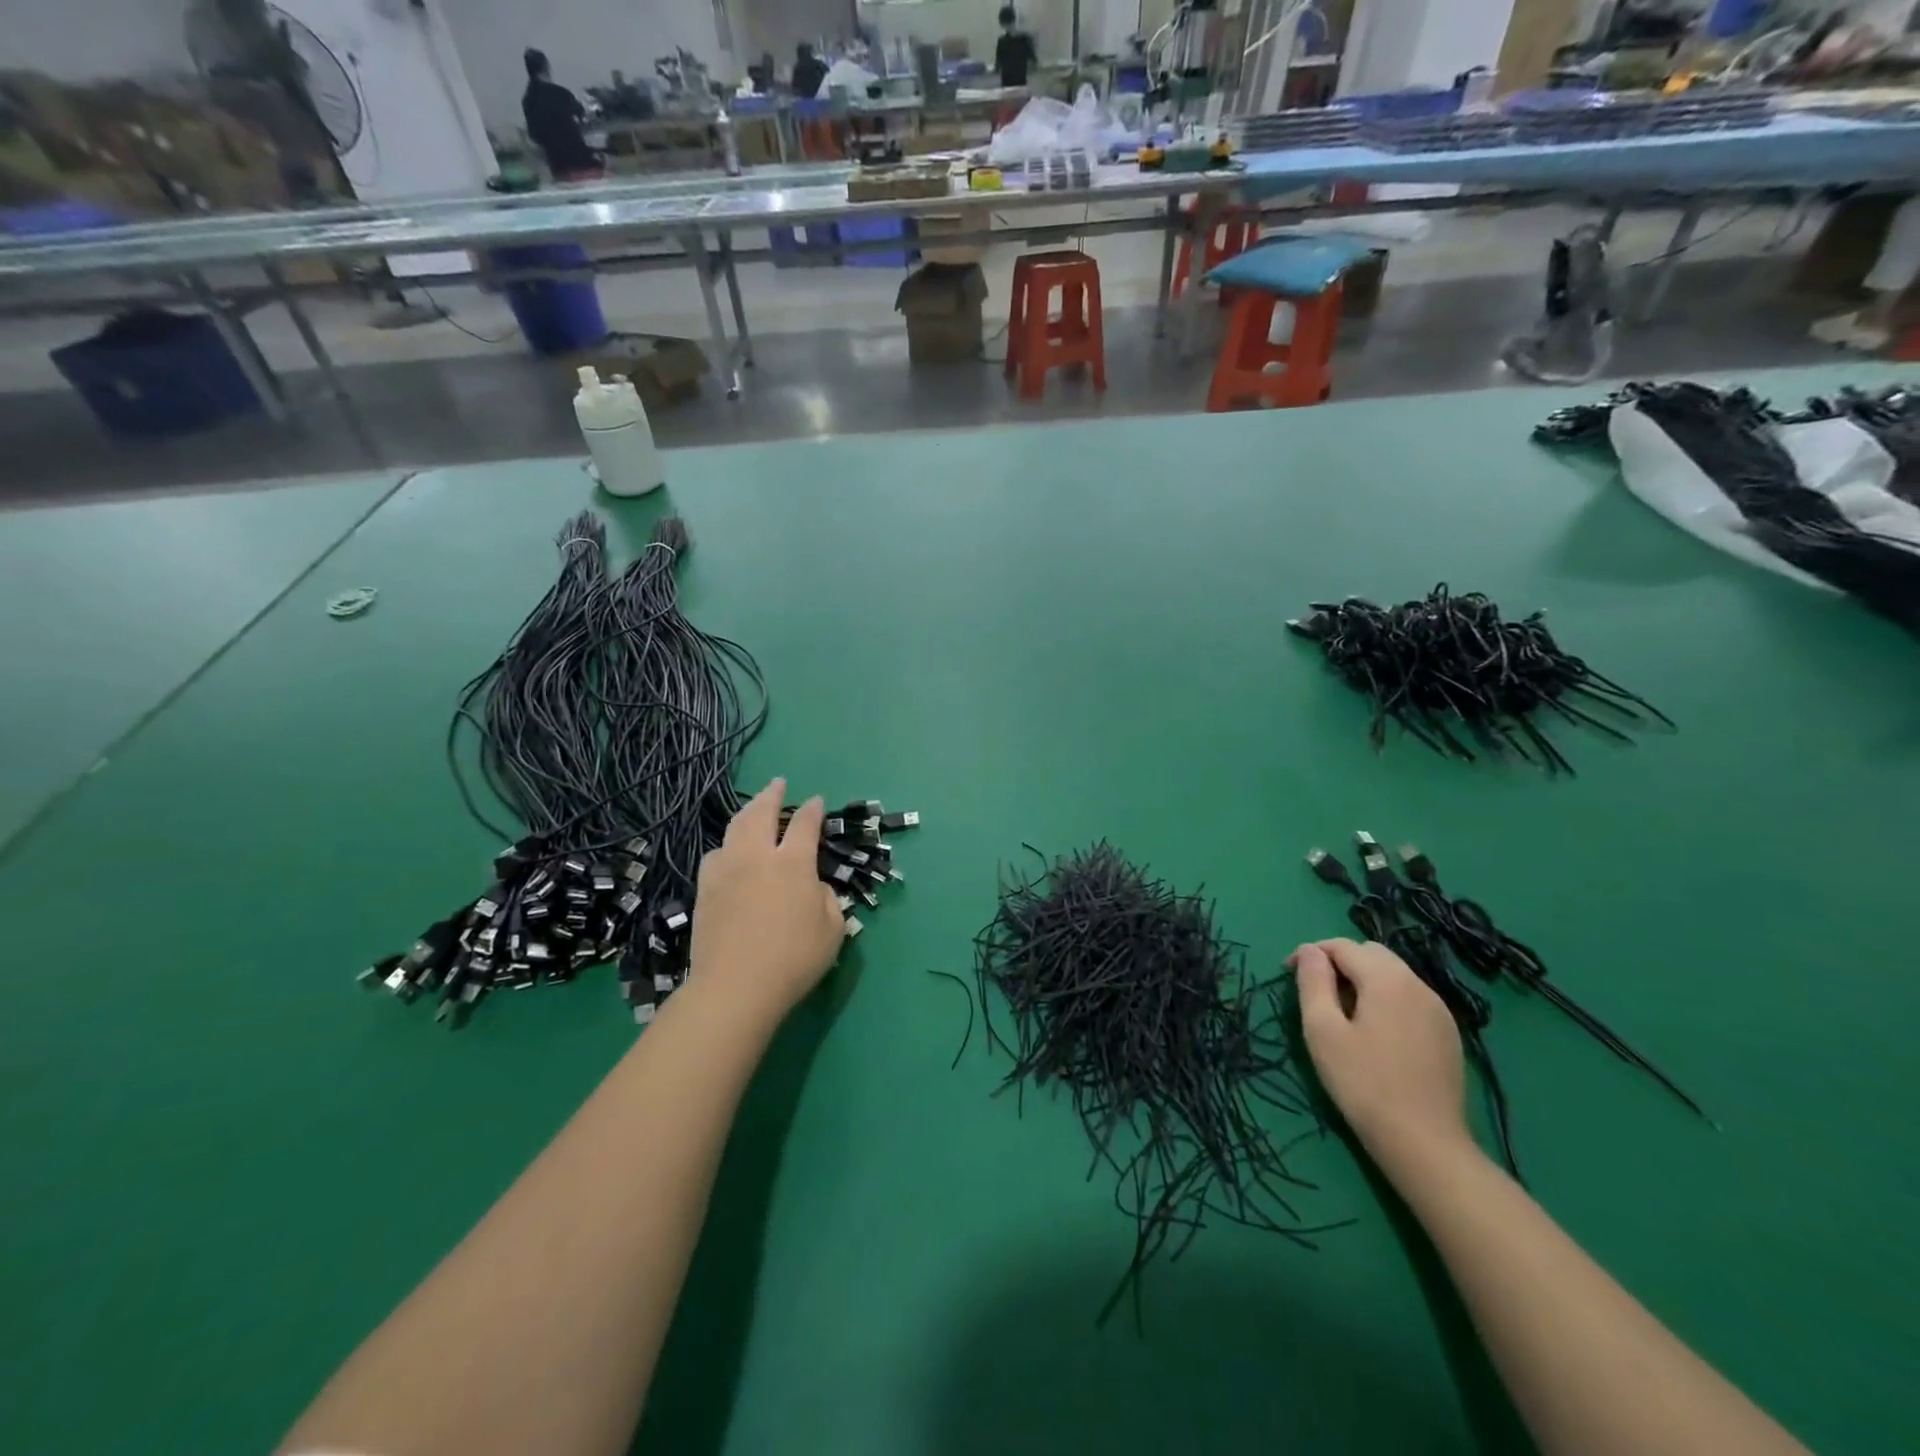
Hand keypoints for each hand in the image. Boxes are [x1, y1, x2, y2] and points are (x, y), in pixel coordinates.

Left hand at [687, 779, 846, 1025]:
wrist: (734, 987)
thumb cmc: (793, 960)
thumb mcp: (832, 931)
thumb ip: (828, 901)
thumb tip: (815, 888)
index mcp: (793, 864)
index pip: (804, 824)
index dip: (812, 810)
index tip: (816, 801)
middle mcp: (758, 857)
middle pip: (761, 813)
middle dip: (771, 794)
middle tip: (777, 784)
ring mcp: (727, 871)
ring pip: (734, 829)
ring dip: (747, 814)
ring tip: (752, 811)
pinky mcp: (705, 890)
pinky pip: (715, 855)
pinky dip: (727, 845)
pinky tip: (729, 852)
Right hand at [1291, 938, 1470, 1165]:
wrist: (1424, 1143)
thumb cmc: (1362, 1083)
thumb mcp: (1322, 1030)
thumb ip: (1313, 982)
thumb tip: (1309, 951)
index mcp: (1386, 979)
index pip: (1342, 946)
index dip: (1310, 954)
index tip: (1288, 974)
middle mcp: (1417, 984)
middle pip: (1371, 953)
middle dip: (1339, 961)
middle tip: (1316, 991)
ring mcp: (1438, 1009)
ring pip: (1394, 974)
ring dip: (1364, 979)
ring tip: (1343, 1011)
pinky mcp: (1448, 1033)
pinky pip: (1410, 997)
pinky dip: (1386, 998)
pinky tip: (1375, 1031)